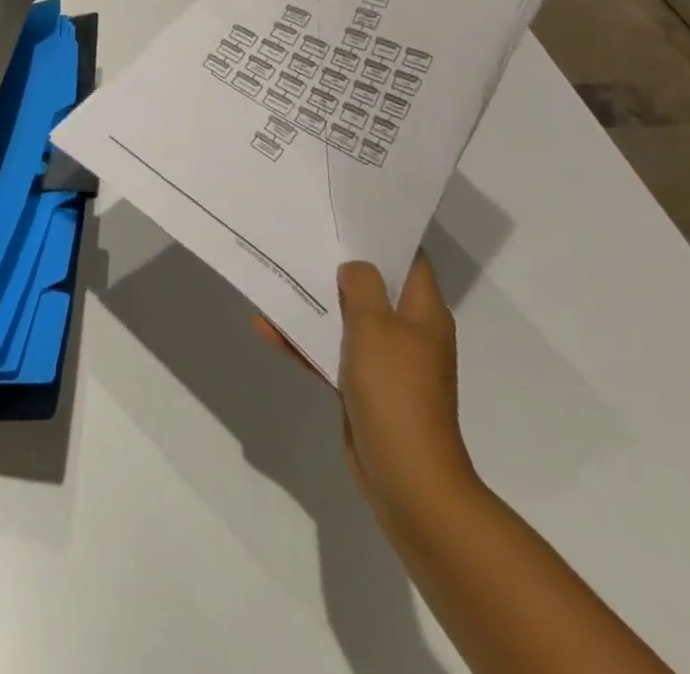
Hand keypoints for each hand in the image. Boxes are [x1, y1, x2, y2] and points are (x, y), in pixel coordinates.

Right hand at [255, 254, 475, 526]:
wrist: (406, 478)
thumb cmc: (396, 390)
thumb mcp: (374, 324)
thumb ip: (360, 285)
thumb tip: (353, 268)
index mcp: (423, 312)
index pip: (409, 258)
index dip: (382, 232)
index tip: (346, 212)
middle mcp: (408, 332)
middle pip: (372, 286)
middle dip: (338, 264)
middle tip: (303, 234)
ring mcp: (386, 362)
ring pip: (346, 319)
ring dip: (314, 302)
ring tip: (277, 273)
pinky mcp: (363, 388)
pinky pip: (330, 352)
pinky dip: (304, 341)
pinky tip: (266, 326)